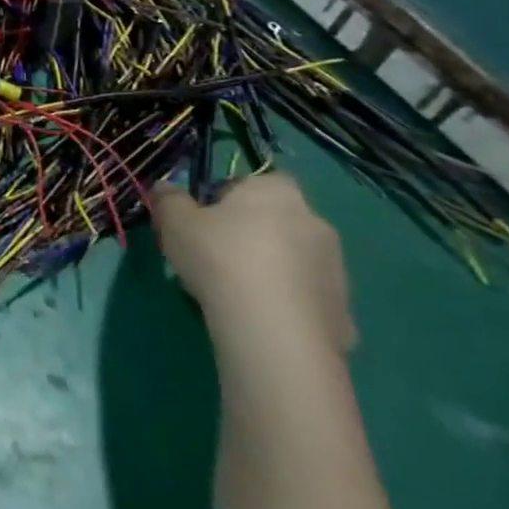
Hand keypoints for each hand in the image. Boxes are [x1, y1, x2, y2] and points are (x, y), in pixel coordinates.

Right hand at [151, 174, 353, 357]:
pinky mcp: (343, 308)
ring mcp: (335, 266)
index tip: (204, 219)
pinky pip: (306, 296)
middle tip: (214, 255)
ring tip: (234, 292)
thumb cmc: (219, 257)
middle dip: (251, 233)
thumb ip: (168, 199)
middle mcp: (314, 221)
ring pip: (293, 259)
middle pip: (276, 220)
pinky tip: (259, 317)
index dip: (228, 197)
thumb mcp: (174, 222)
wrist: (272, 327)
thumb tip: (165, 187)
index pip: (254, 181)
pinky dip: (286, 302)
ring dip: (270, 268)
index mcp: (275, 192)